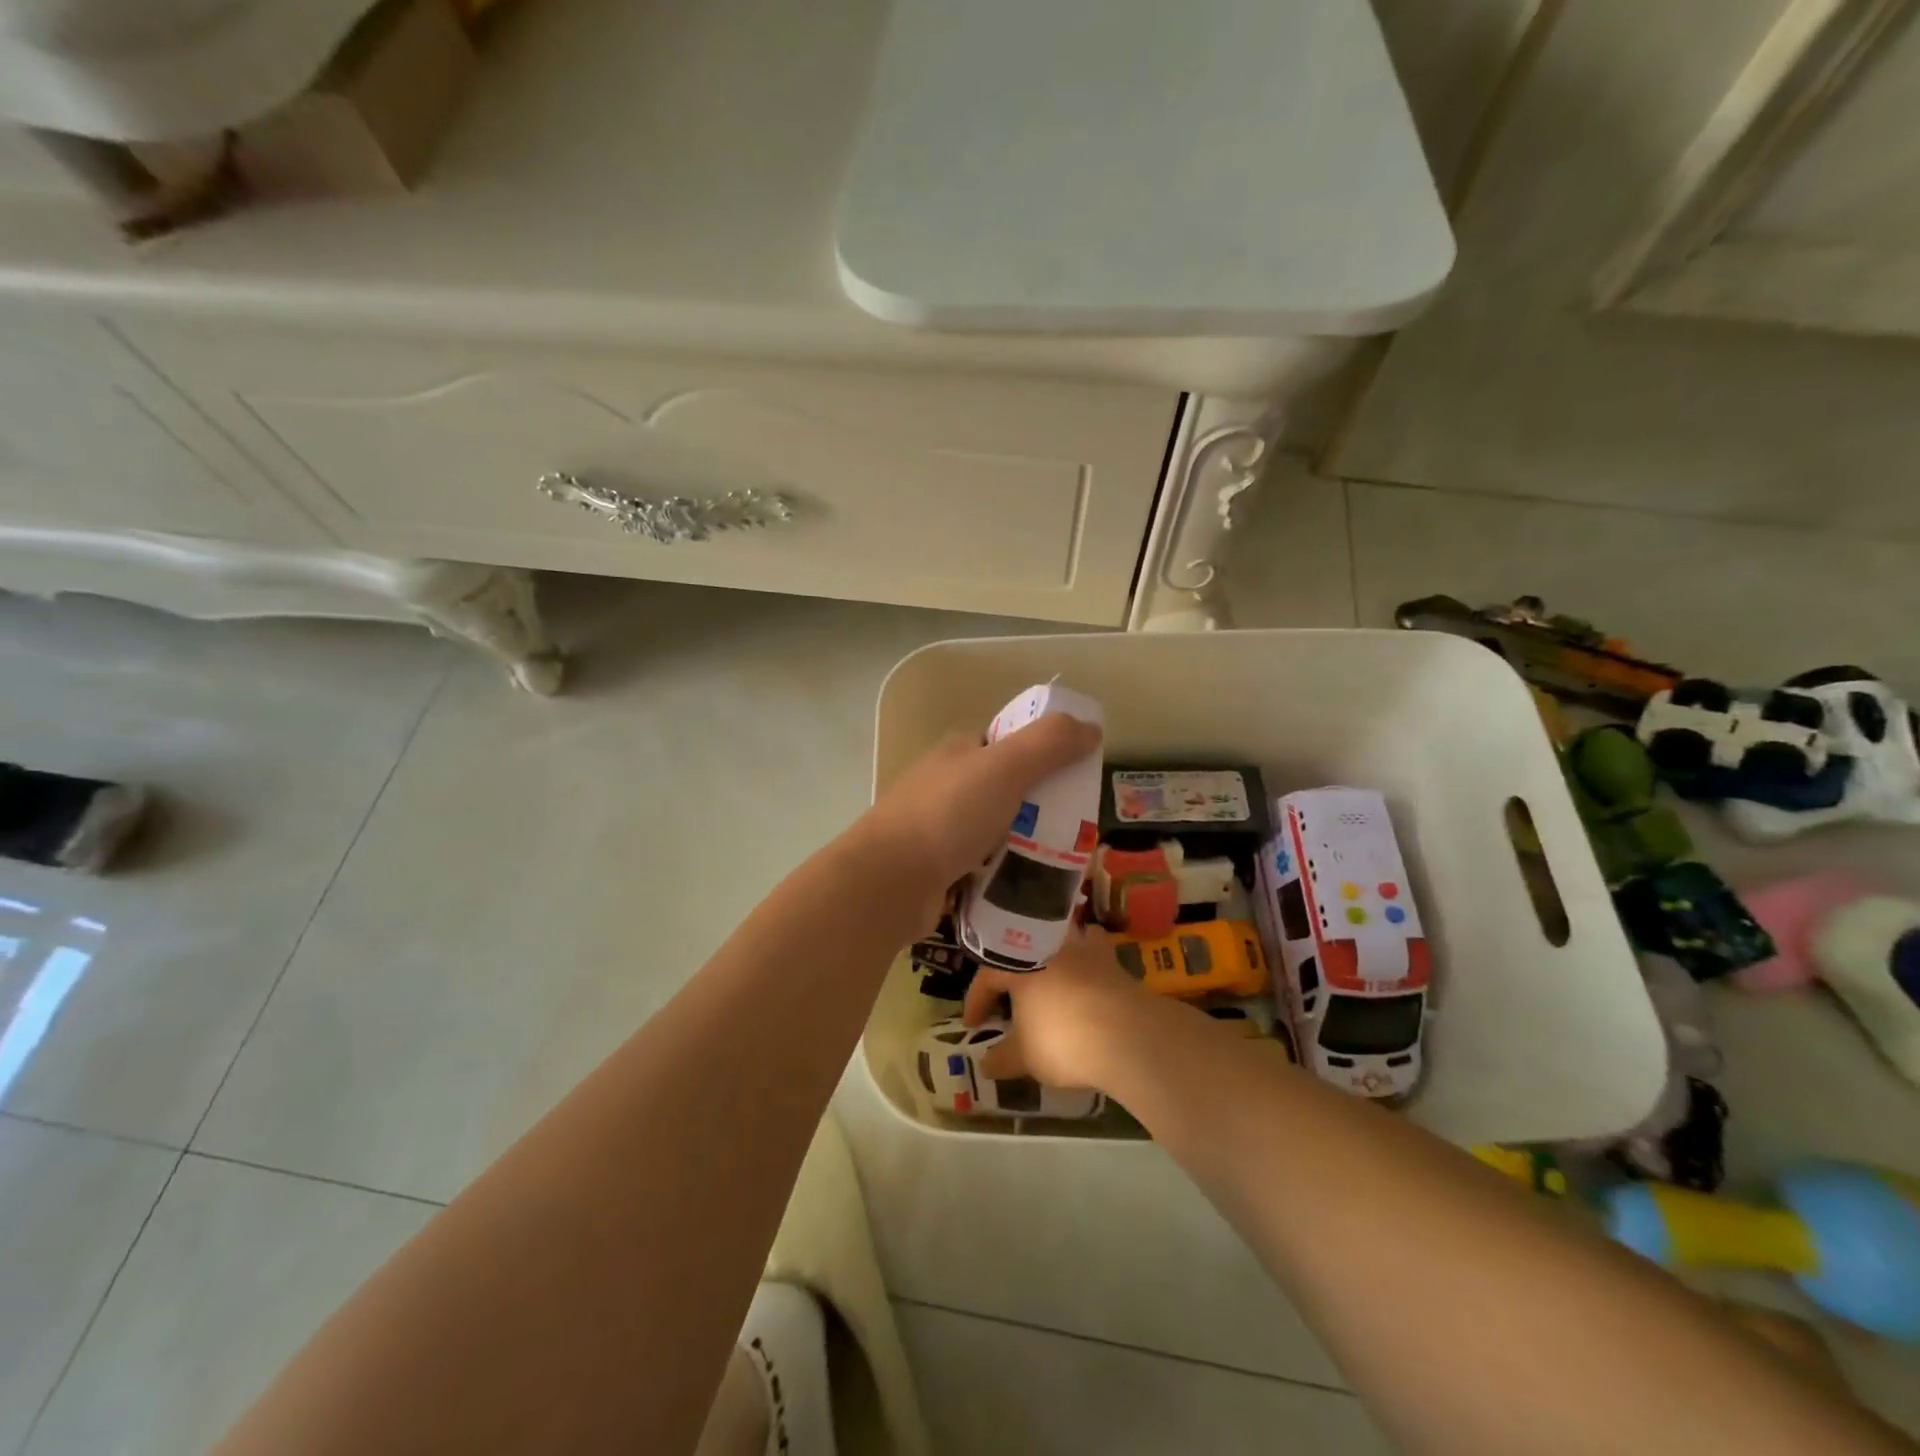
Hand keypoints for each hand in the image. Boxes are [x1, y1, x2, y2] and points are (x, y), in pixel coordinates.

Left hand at [855, 713, 1101, 923]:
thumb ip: (1050, 743)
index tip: (1078, 780)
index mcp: (960, 751)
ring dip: (1028, 844)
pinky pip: (985, 865)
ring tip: (1063, 864)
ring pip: (999, 830)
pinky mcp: (939, 868)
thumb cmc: (948, 816)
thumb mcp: (1005, 767)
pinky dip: (1007, 873)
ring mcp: (941, 827)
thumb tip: (1092, 727)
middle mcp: (949, 785)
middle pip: (1010, 789)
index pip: (1012, 742)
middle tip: (1078, 832)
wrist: (887, 883)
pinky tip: (1030, 888)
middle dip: (1044, 808)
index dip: (1047, 755)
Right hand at [961, 926, 1164, 1091]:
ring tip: (1046, 980)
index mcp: (1018, 962)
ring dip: (1048, 958)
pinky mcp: (1110, 956)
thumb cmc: (1064, 1040)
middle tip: (1008, 1001)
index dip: (976, 1001)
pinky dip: (1084, 959)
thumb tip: (984, 1065)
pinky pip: (1090, 949)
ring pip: (1057, 942)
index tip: (973, 1025)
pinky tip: (1084, 976)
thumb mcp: (1025, 1057)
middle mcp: (1047, 944)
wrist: (1127, 1034)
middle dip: (1011, 975)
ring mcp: (1082, 946)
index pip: (987, 976)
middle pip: (1021, 953)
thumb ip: (1002, 1059)